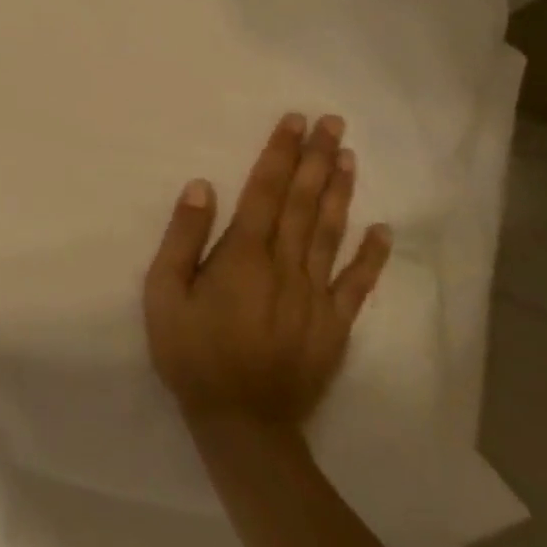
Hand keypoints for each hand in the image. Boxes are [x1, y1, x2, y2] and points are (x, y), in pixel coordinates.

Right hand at [143, 113, 391, 430]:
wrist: (243, 425)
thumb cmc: (192, 353)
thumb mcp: (165, 294)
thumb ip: (182, 238)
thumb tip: (202, 186)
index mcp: (244, 256)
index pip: (265, 192)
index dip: (279, 154)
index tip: (294, 121)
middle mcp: (286, 267)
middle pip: (302, 203)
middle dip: (315, 159)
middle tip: (332, 122)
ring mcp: (316, 297)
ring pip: (330, 233)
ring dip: (340, 192)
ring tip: (348, 156)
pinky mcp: (334, 326)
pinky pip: (357, 285)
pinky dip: (371, 257)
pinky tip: (381, 230)